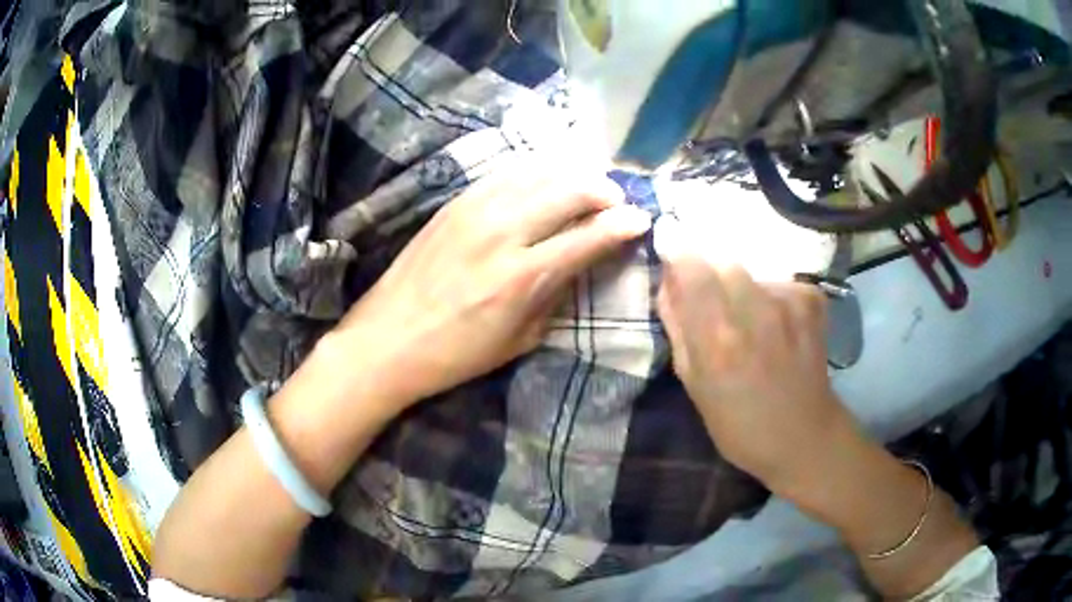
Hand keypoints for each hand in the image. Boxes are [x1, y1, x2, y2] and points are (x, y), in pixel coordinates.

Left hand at [326, 158, 651, 408]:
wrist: (388, 339)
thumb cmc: (457, 353)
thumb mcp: (520, 339)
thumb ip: (555, 295)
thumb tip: (582, 261)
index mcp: (522, 277)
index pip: (588, 238)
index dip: (622, 225)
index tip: (641, 219)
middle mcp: (502, 233)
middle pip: (568, 192)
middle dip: (603, 191)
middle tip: (617, 199)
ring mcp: (474, 211)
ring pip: (538, 173)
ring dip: (572, 174)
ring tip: (589, 184)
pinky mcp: (454, 203)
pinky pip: (505, 173)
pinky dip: (536, 170)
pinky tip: (547, 176)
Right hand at [653, 215, 850, 491]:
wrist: (804, 437)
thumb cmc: (739, 425)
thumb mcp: (694, 385)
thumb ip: (678, 327)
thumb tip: (668, 280)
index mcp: (717, 340)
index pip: (691, 266)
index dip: (677, 248)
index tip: (669, 241)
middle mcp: (755, 311)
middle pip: (721, 260)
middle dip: (710, 272)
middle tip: (714, 302)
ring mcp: (789, 302)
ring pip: (751, 272)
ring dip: (742, 288)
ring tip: (750, 321)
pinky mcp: (811, 299)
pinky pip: (778, 281)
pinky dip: (771, 297)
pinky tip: (778, 326)